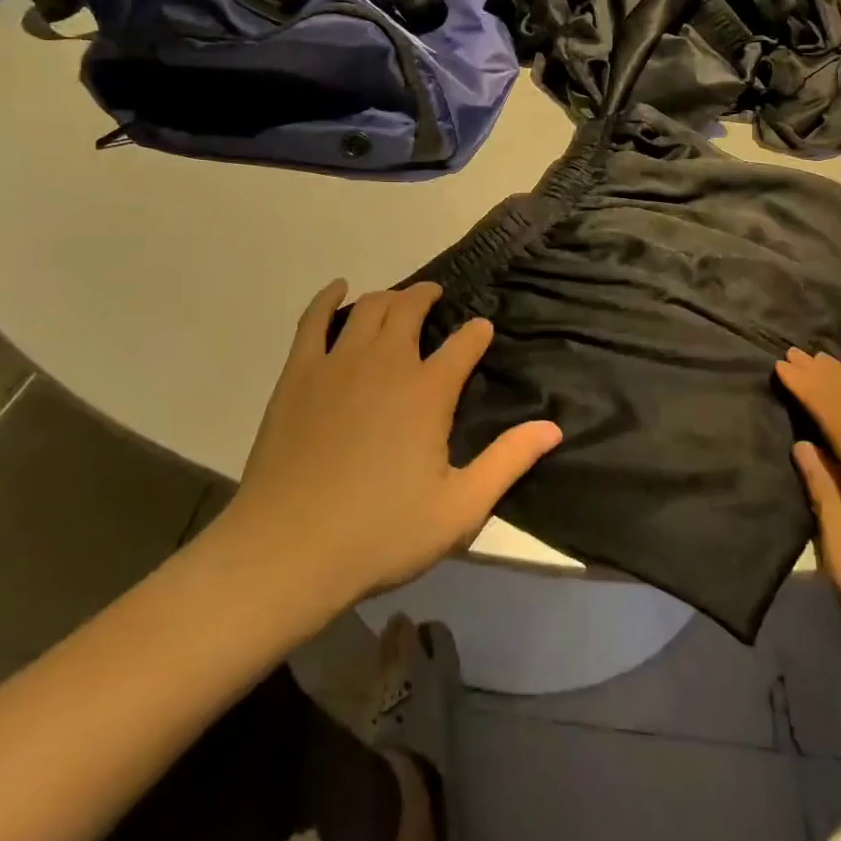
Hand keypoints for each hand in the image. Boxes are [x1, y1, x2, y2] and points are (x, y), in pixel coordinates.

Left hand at [212, 280, 561, 607]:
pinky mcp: (299, 374)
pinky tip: (338, 290)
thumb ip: (508, 462)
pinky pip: (314, 321)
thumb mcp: (459, 508)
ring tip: (398, 300)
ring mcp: (338, 363)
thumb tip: (553, 427)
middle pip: (410, 309)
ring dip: (389, 297)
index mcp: (428, 391)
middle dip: (428, 297)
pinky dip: (329, 299)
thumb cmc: (380, 534)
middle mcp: (386, 363)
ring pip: (369, 308)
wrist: (287, 551)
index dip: (477, 333)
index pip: (463, 344)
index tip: (482, 330)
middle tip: (436, 299)